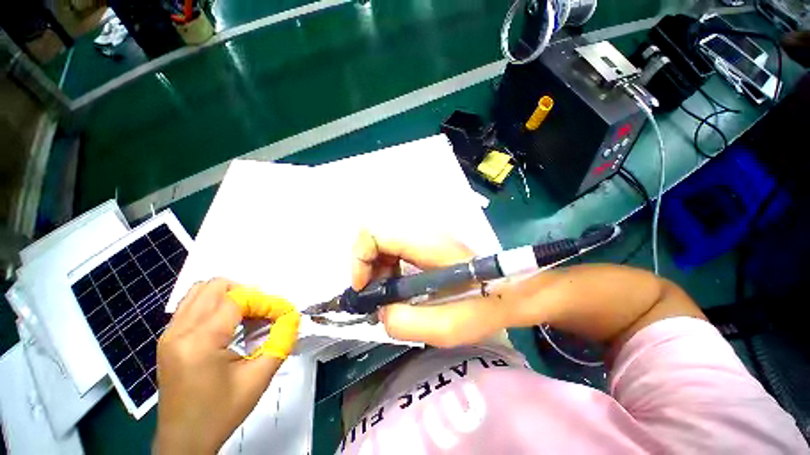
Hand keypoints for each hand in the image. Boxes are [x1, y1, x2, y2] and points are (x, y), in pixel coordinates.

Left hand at [155, 279, 299, 453]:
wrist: (185, 442)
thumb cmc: (220, 413)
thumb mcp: (258, 378)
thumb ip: (281, 341)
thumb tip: (293, 316)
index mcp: (199, 341)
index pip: (237, 299)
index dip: (265, 302)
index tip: (283, 314)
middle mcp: (179, 331)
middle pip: (215, 286)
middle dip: (247, 293)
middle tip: (263, 313)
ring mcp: (169, 334)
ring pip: (200, 291)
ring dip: (230, 296)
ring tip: (248, 317)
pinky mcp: (168, 340)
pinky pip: (192, 306)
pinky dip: (216, 306)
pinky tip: (230, 326)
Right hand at [351, 230, 512, 347]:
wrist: (510, 288)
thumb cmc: (484, 305)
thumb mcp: (447, 327)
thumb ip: (405, 323)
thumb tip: (381, 312)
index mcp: (426, 243)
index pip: (374, 233)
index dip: (360, 259)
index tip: (364, 289)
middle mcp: (423, 231)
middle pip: (375, 235)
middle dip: (367, 265)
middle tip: (375, 294)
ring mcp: (425, 234)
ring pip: (384, 241)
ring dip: (377, 267)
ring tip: (388, 294)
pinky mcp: (427, 241)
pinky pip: (396, 247)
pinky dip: (389, 265)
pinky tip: (400, 285)